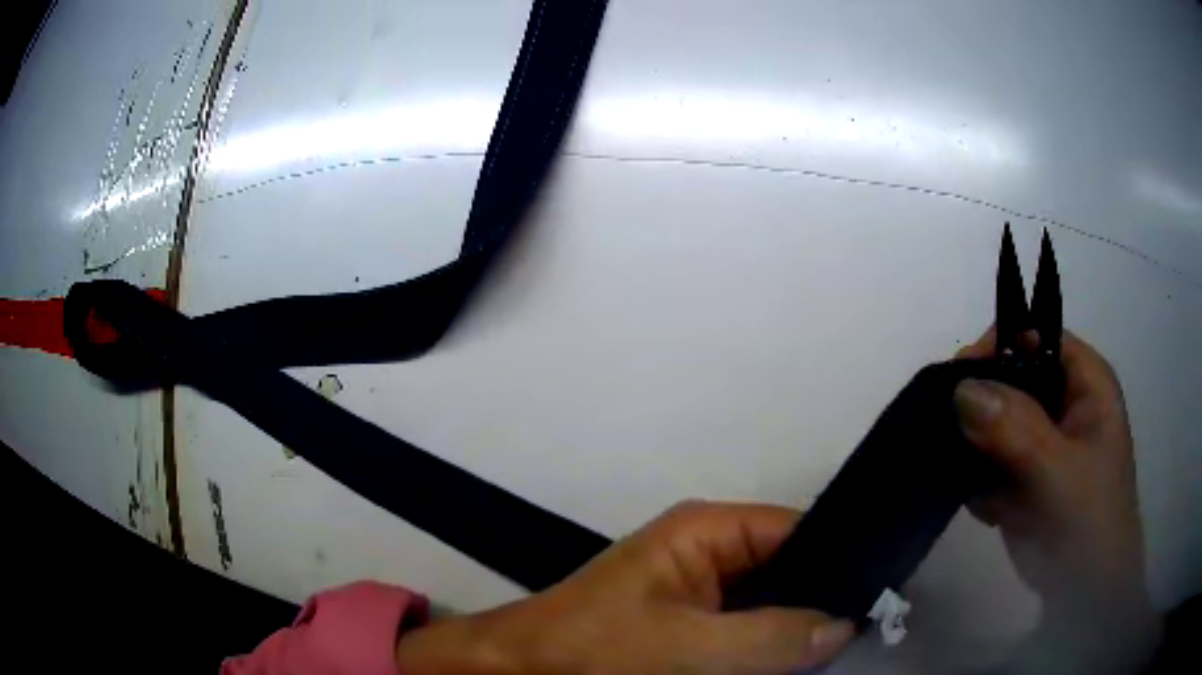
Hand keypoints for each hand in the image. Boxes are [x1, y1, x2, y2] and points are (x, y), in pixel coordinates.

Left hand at [396, 501, 853, 673]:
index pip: (797, 531)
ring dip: (797, 627)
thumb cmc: (598, 647)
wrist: (525, 667)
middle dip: (820, 600)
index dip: (838, 560)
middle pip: (787, 568)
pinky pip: (746, 628)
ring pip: (770, 602)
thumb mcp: (687, 645)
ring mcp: (700, 588)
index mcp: (708, 530)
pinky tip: (797, 661)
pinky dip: (769, 645)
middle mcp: (709, 550)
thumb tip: (844, 626)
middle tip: (865, 631)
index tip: (877, 597)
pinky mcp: (689, 621)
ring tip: (844, 645)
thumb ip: (769, 637)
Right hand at [954, 328, 1159, 668]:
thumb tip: (960, 389)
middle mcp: (1065, 404)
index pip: (1038, 337)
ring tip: (960, 473)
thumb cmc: (1088, 525)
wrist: (1083, 597)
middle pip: (1013, 377)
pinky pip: (991, 460)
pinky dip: (977, 478)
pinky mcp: (1026, 478)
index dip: (1000, 346)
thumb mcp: (1058, 473)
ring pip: (998, 420)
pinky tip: (980, 505)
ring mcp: (1044, 444)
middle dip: (981, 401)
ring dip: (975, 444)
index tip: (957, 378)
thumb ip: (1015, 429)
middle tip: (950, 431)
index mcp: (1085, 384)